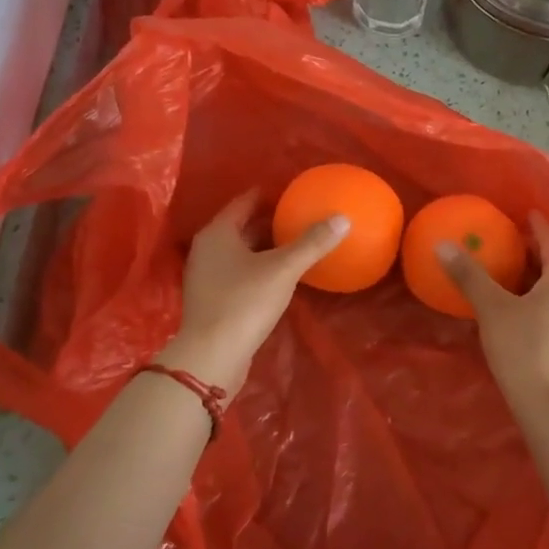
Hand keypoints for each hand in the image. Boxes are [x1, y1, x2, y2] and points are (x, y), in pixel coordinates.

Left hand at [157, 190, 349, 397]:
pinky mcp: (211, 300)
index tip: (291, 192)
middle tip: (298, 215)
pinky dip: (257, 268)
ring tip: (293, 243)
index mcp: (217, 233)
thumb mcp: (283, 269)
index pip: (243, 202)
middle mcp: (206, 249)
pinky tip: (278, 276)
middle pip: (240, 226)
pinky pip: (237, 273)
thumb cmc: (244, 302)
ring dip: (263, 246)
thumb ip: (312, 243)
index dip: (267, 195)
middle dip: (267, 221)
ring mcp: (205, 276)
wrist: (212, 356)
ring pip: (238, 252)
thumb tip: (342, 218)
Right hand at [441, 213, 548, 415]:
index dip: (539, 226)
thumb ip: (469, 276)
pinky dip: (543, 304)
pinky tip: (523, 316)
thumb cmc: (525, 350)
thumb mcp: (492, 310)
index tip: (526, 215)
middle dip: (537, 254)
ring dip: (540, 281)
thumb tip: (443, 245)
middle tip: (512, 245)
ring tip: (514, 280)